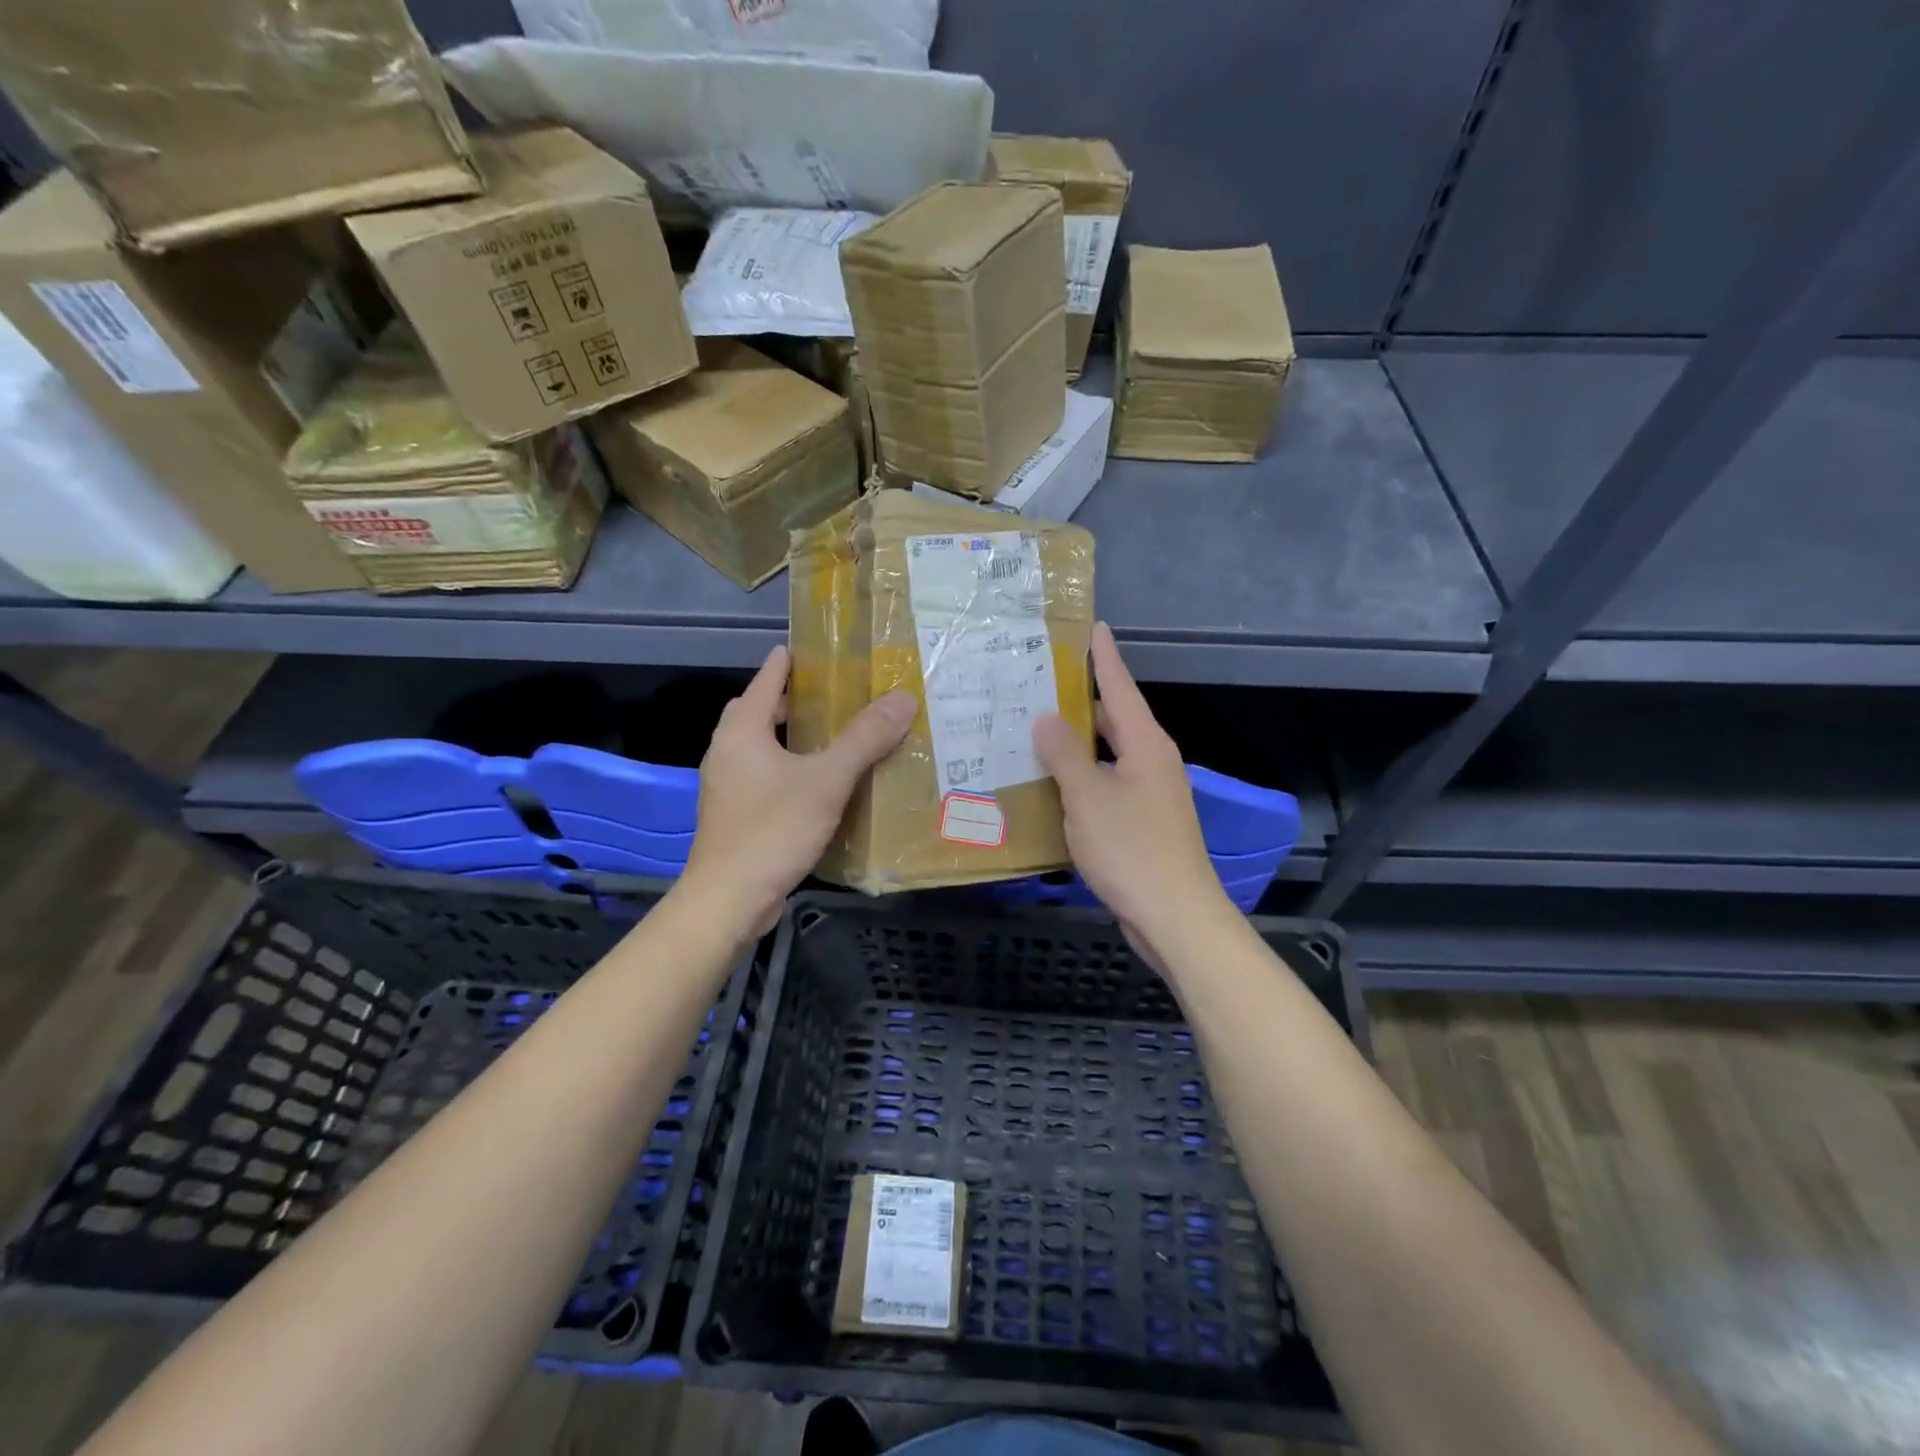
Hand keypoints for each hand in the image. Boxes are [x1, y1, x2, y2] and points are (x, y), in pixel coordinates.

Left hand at [680, 646, 915, 935]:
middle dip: (791, 701)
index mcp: (742, 731)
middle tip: (833, 696)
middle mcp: (727, 751)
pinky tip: (821, 783)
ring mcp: (728, 785)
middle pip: (758, 712)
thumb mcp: (826, 780)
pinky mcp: (736, 814)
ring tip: (834, 736)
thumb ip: (864, 739)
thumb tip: (903, 699)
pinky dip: (790, 768)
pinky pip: (765, 776)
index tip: (815, 648)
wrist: (729, 899)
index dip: (789, 662)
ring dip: (792, 737)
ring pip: (761, 747)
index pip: (766, 679)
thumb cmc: (772, 829)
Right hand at [1033, 623, 1232, 963]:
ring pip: (1108, 755)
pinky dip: (1082, 778)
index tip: (1093, 626)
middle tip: (1037, 685)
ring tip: (1034, 731)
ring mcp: (1150, 794)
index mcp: (1146, 745)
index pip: (1121, 687)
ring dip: (1077, 744)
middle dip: (1080, 701)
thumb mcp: (1089, 797)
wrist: (1175, 916)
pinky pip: (1107, 786)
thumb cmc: (1132, 849)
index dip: (1104, 656)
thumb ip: (1065, 755)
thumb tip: (1047, 718)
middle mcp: (1152, 762)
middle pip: (1114, 719)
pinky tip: (1052, 786)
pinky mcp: (1143, 823)